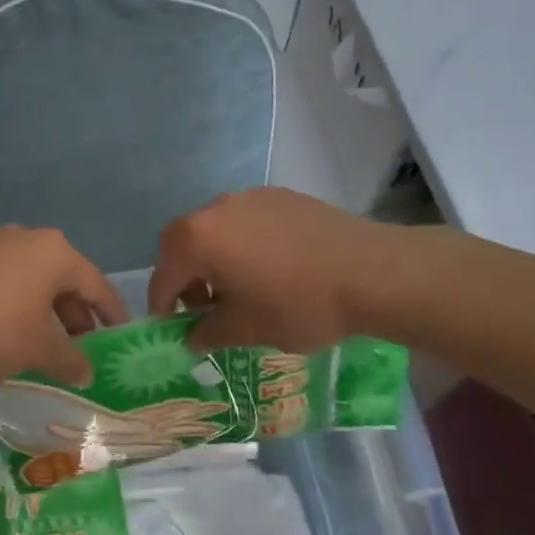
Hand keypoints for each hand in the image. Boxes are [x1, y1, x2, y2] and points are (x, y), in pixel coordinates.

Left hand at [0, 227, 128, 385]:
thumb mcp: (38, 350)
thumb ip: (70, 360)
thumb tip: (87, 372)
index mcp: (53, 252)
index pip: (95, 283)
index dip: (111, 312)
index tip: (121, 333)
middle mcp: (25, 238)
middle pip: (62, 278)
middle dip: (75, 314)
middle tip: (81, 346)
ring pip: (31, 279)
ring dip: (44, 311)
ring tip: (44, 344)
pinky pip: (3, 281)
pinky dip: (15, 304)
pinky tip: (7, 332)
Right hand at [148, 189, 410, 351]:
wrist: (372, 273)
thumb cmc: (298, 304)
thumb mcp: (247, 329)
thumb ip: (208, 332)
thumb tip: (191, 337)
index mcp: (198, 239)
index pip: (164, 274)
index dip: (162, 304)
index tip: (169, 327)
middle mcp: (216, 209)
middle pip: (184, 242)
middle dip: (185, 275)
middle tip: (201, 307)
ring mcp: (250, 198)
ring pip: (216, 229)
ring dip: (215, 258)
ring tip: (238, 288)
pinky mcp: (281, 197)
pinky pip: (247, 222)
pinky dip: (243, 244)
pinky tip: (269, 269)